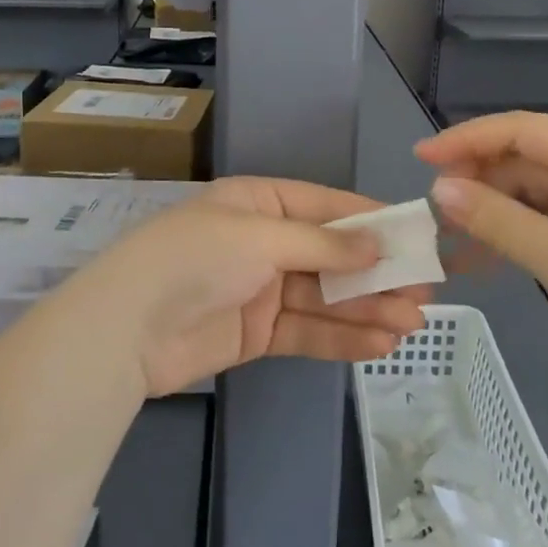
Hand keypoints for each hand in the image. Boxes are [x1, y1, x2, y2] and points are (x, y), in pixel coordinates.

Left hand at [69, 177, 431, 397]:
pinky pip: (306, 330)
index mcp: (258, 203)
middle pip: (330, 255)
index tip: (413, 235)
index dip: (370, 220)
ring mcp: (260, 289)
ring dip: (366, 308)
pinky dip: (341, 336)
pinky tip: (379, 343)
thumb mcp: (261, 238)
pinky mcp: (256, 333)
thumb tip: (378, 247)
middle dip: (375, 273)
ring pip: (324, 296)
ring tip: (411, 323)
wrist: (125, 330)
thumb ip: (323, 245)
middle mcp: (262, 241)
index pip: (326, 206)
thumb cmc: (195, 259)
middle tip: (423, 291)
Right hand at [415, 111, 547, 360]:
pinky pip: (545, 215)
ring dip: (490, 207)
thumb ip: (496, 220)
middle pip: (524, 156)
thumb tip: (439, 190)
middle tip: (432, 206)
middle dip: (476, 177)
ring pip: (530, 188)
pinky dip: (513, 230)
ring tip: (448, 235)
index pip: (522, 129)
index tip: (421, 158)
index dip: (467, 138)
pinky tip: (480, 256)